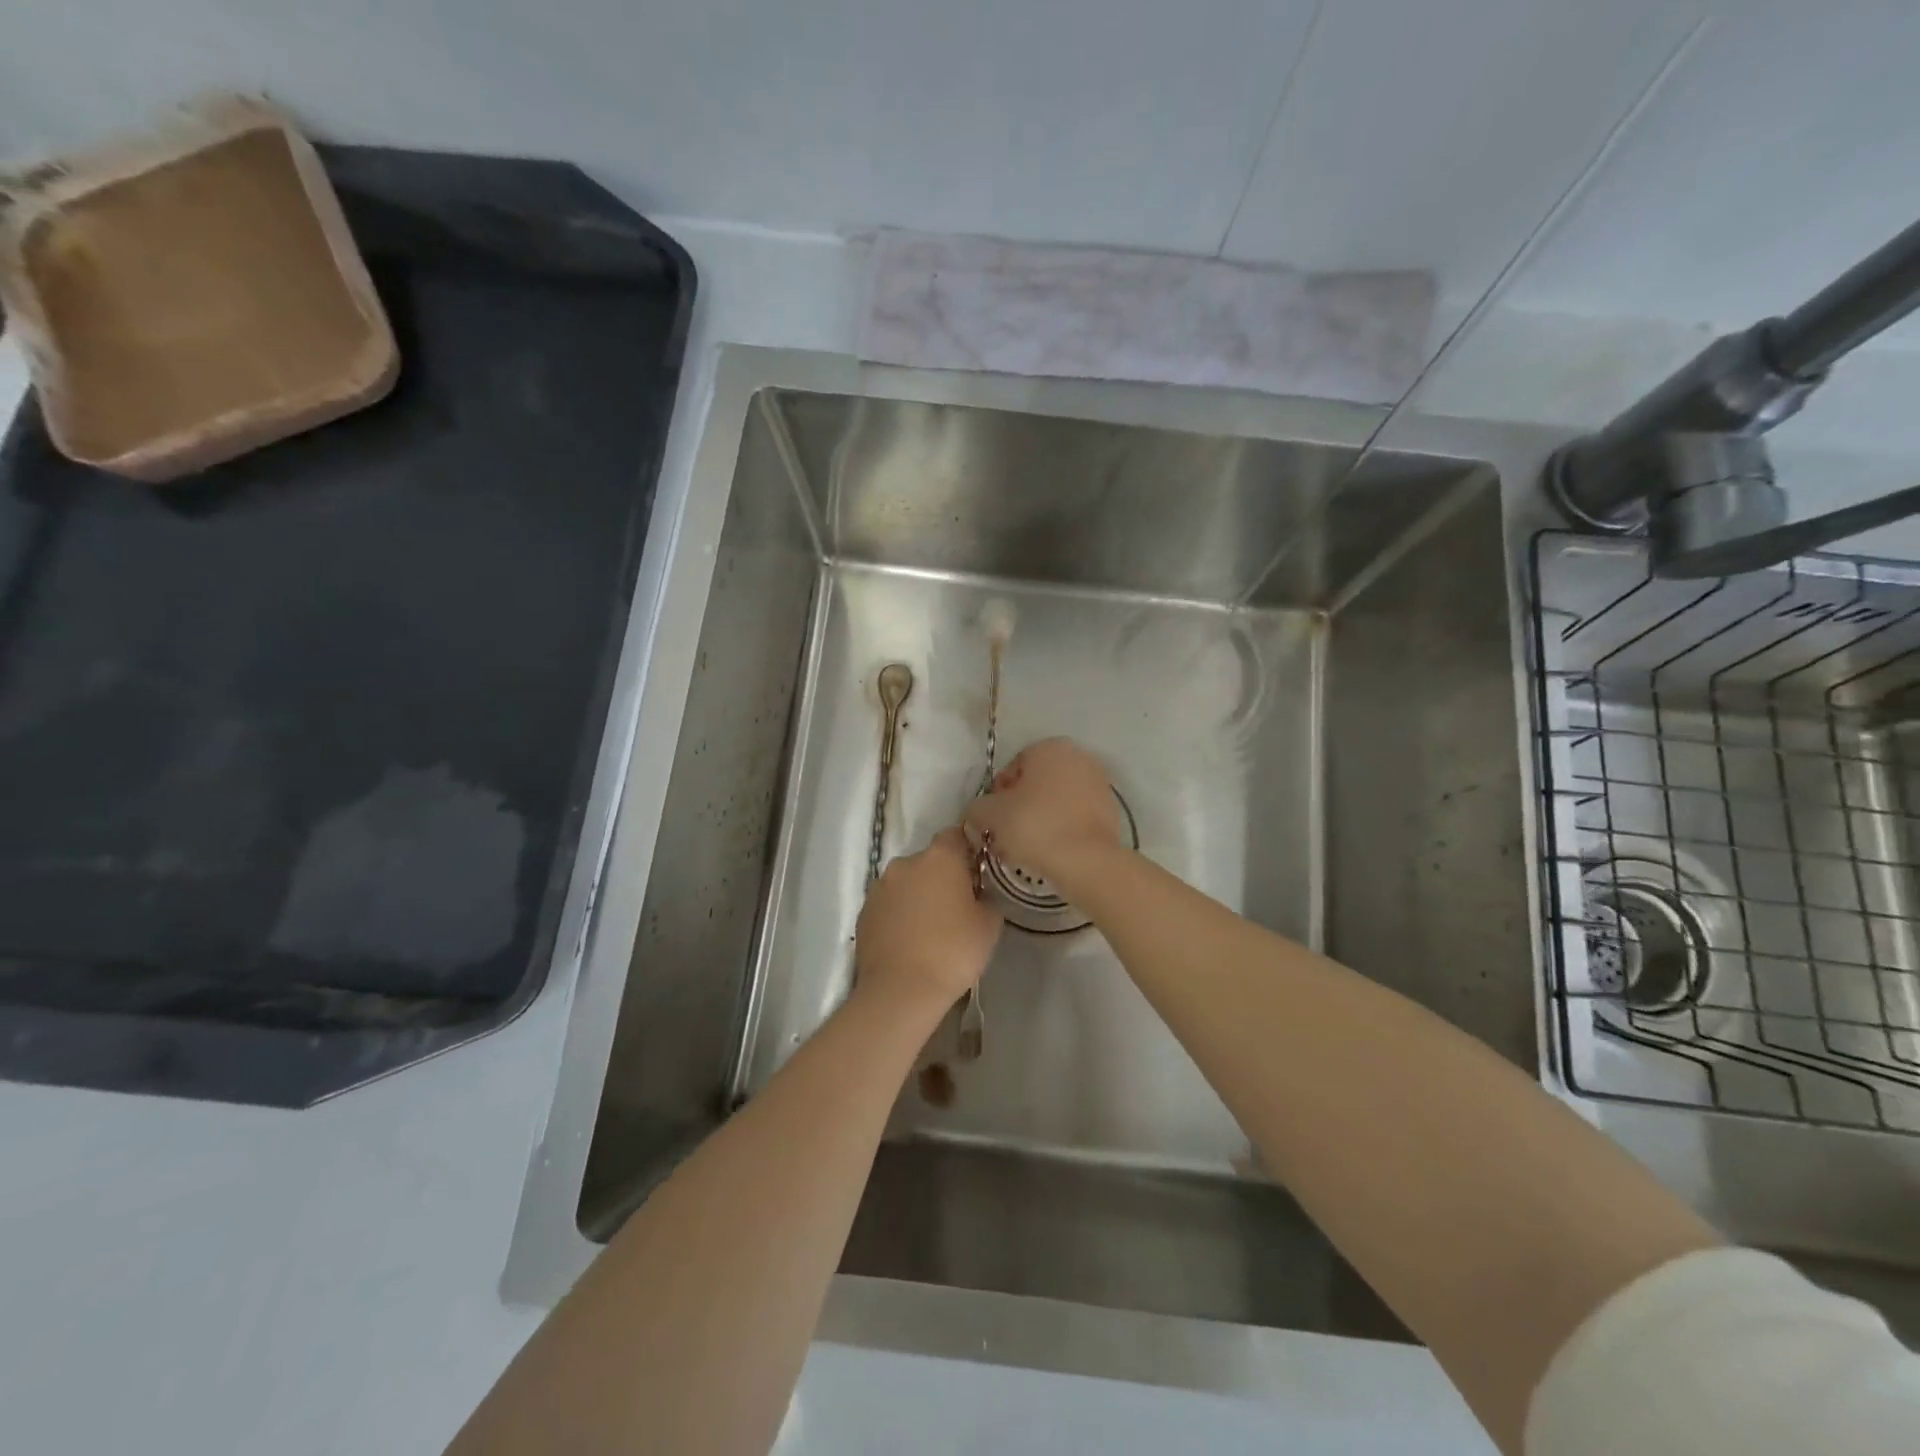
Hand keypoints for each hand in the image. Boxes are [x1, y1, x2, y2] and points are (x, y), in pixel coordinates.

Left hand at [855, 827, 1001, 1012]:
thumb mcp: (989, 925)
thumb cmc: (952, 952)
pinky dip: (899, 914)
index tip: (977, 872)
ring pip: (906, 882)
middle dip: (942, 877)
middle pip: (929, 860)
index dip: (968, 850)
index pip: (956, 835)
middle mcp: (905, 863)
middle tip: (957, 906)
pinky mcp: (864, 911)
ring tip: (930, 927)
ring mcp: (880, 887)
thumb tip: (978, 894)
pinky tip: (909, 940)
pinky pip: (889, 904)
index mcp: (939, 858)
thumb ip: (987, 898)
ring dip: (918, 895)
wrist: (900, 991)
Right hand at [963, 737, 1122, 888]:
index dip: (997, 797)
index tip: (994, 821)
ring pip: (1057, 800)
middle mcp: (1078, 756)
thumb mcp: (989, 814)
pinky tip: (1052, 850)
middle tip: (1008, 834)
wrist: (1086, 860)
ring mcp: (1099, 782)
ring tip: (1029, 847)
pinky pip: (1076, 815)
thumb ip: (977, 807)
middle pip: (1036, 783)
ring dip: (1041, 817)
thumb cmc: (1034, 826)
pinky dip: (1062, 827)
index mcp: (1048, 747)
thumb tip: (980, 813)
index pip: (1011, 770)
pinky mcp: (1111, 809)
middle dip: (1020, 806)